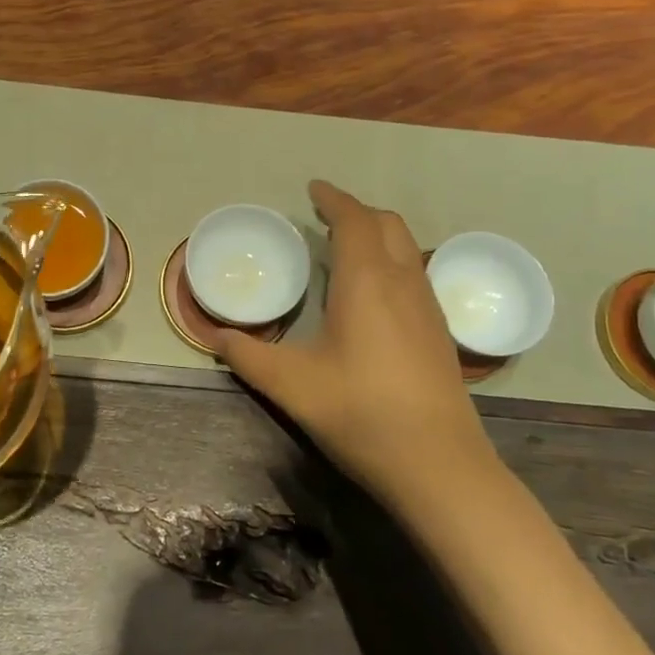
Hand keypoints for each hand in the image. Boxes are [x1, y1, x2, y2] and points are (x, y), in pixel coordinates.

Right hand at [217, 181, 498, 507]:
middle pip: (387, 224)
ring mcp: (428, 306)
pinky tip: (373, 294)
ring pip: (407, 247)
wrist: (439, 465)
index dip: (333, 199)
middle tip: (324, 218)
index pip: (353, 220)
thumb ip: (247, 356)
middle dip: (356, 212)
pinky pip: (415, 273)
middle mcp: (403, 281)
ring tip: (344, 249)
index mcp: (367, 281)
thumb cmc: (361, 414)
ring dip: (377, 235)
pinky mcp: (439, 331)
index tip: (313, 189)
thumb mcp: (291, 385)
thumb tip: (214, 336)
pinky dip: (391, 261)